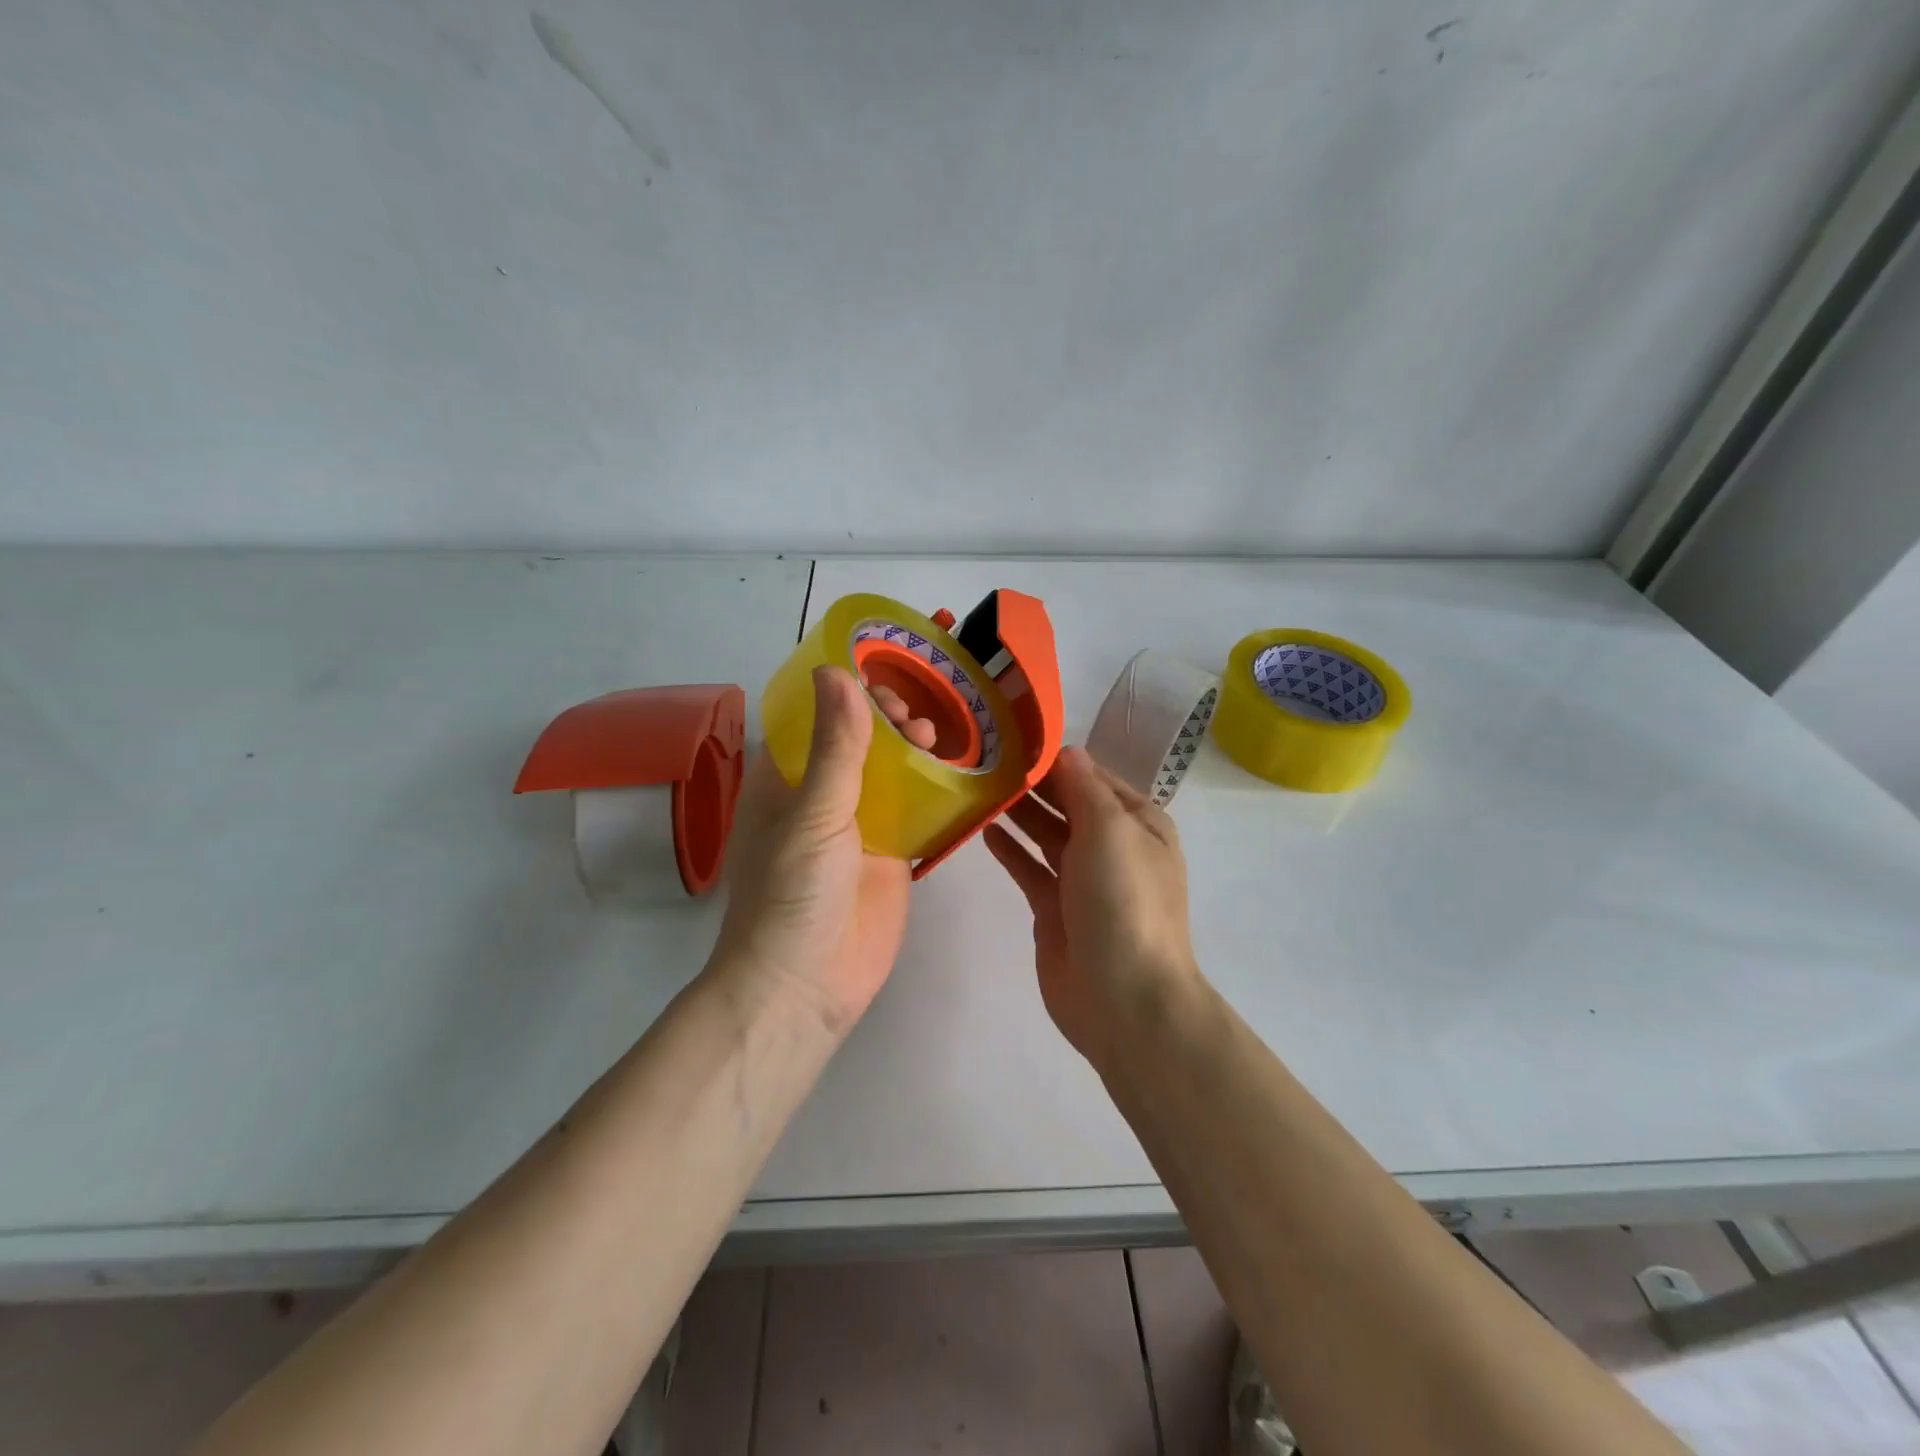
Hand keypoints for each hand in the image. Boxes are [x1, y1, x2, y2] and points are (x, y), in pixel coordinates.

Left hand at [709, 666, 929, 1033]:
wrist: (806, 986)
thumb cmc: (792, 893)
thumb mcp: (813, 813)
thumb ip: (835, 747)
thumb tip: (837, 672)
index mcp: (785, 782)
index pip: (814, 720)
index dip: (844, 694)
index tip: (880, 678)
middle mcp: (821, 798)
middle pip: (857, 742)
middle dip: (885, 721)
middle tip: (914, 716)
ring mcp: (859, 827)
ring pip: (890, 773)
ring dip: (913, 751)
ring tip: (936, 736)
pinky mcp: (892, 855)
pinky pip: (916, 812)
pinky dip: (936, 790)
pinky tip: (962, 770)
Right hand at [984, 748, 1201, 1063]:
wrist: (1123, 998)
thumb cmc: (1123, 901)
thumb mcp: (1110, 830)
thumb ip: (1084, 788)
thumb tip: (1065, 751)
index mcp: (1138, 824)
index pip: (1094, 777)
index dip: (1058, 759)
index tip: (1015, 738)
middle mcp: (1114, 847)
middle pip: (1069, 804)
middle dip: (1035, 783)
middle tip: (987, 759)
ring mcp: (1084, 880)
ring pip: (1047, 834)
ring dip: (1020, 812)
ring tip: (980, 786)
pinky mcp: (1056, 910)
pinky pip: (1030, 869)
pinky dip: (1011, 849)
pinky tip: (985, 828)